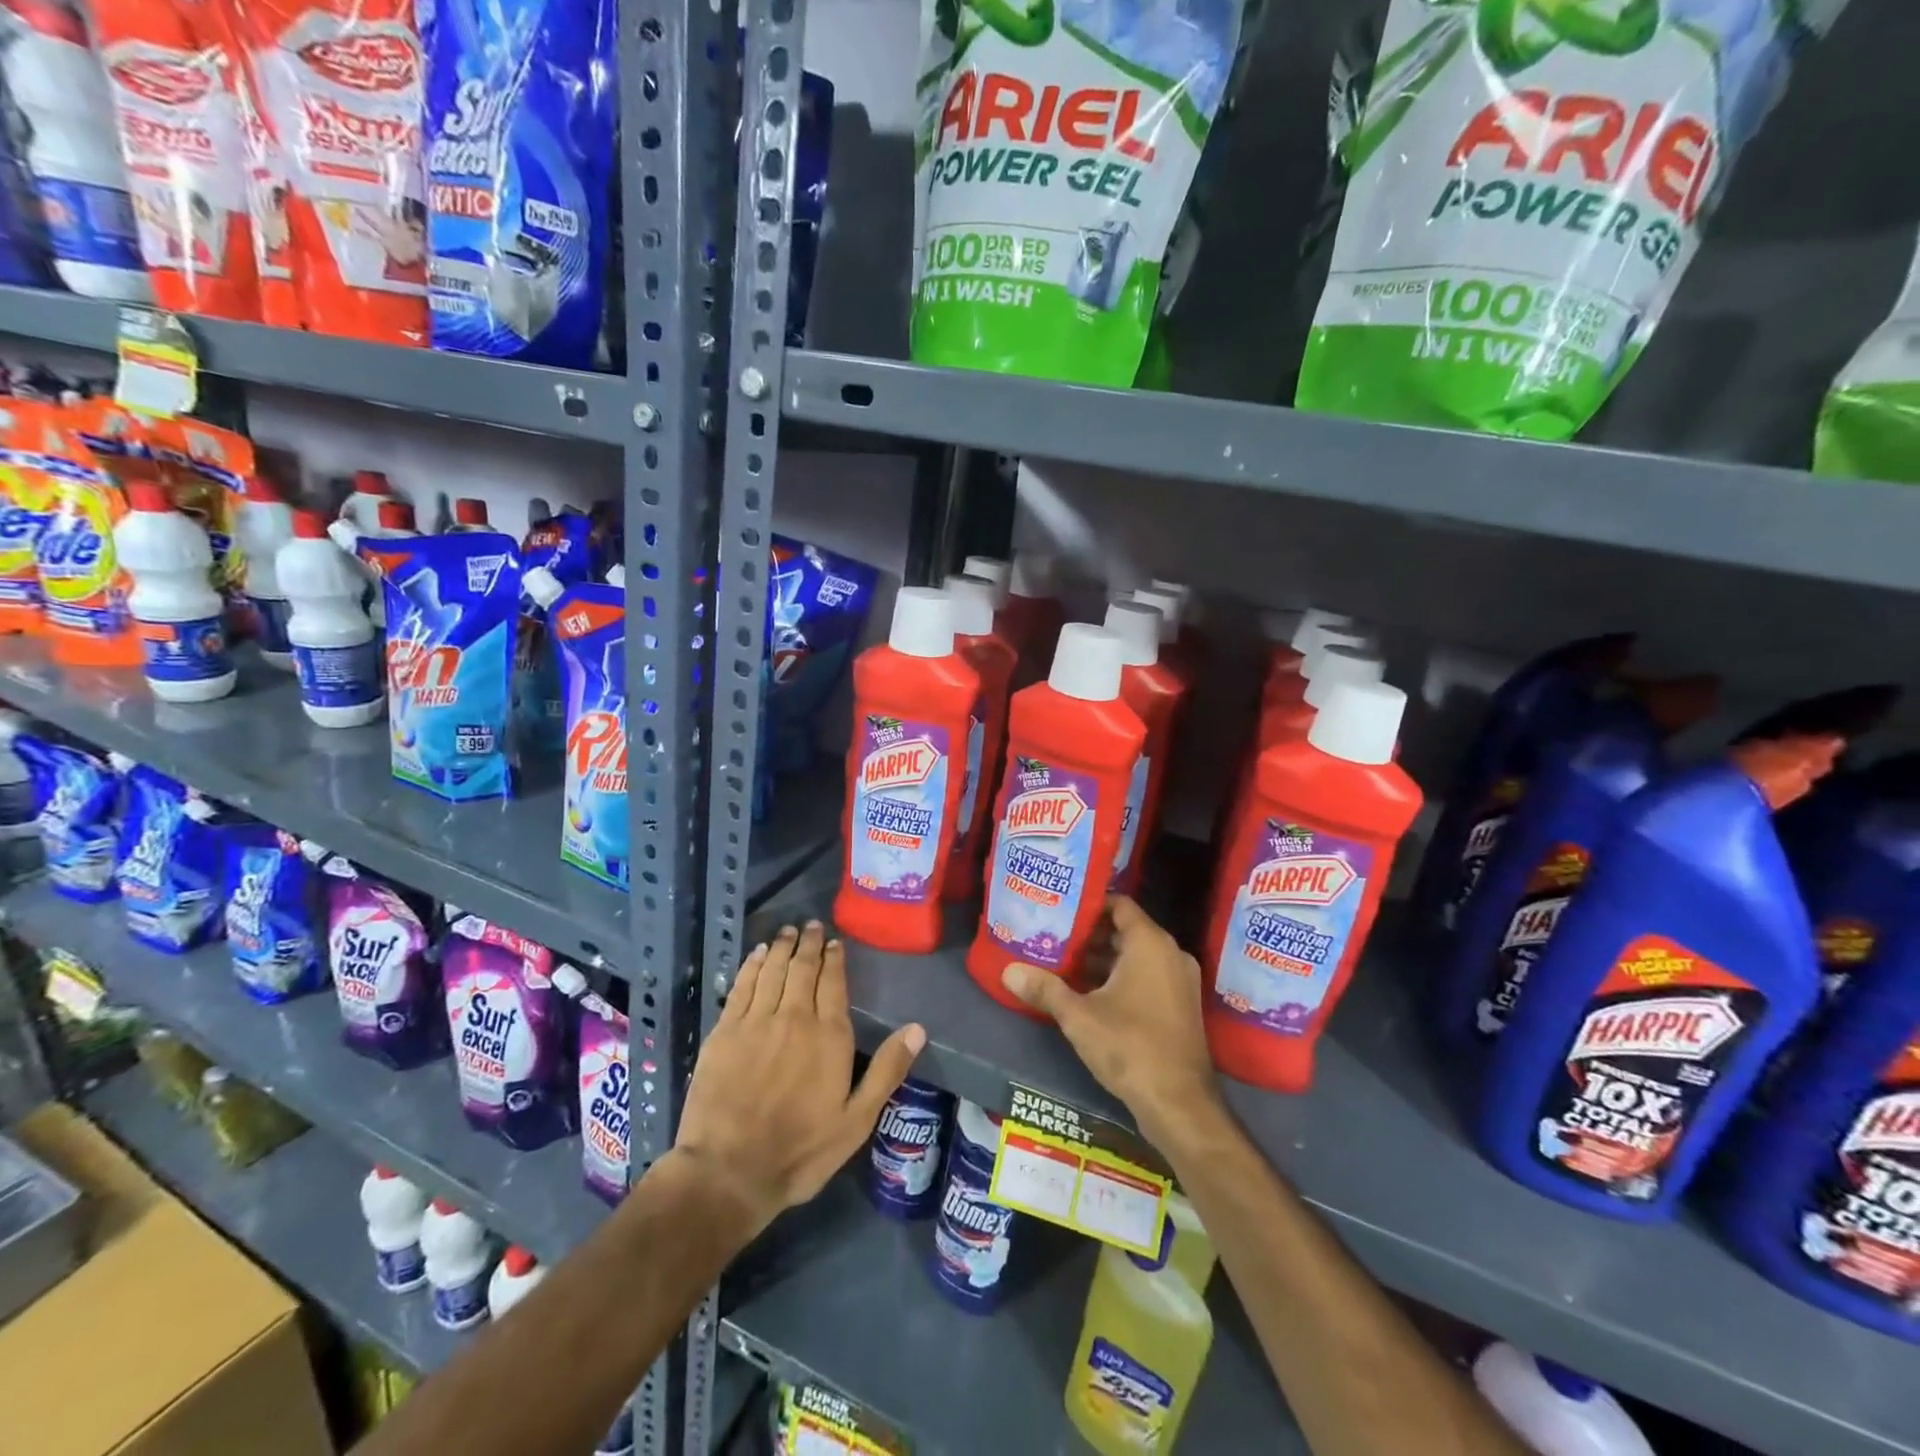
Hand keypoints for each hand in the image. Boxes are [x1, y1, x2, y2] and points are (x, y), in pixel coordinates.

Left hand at [673, 922, 924, 1235]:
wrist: (728, 1172)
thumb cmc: (800, 1151)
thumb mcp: (856, 1120)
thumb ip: (887, 1071)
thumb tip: (918, 1028)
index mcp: (829, 1035)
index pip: (833, 982)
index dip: (835, 958)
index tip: (836, 942)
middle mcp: (794, 1017)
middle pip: (802, 968)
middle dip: (809, 944)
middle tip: (811, 925)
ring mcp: (756, 1021)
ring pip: (772, 970)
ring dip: (781, 947)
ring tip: (788, 931)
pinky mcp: (724, 1031)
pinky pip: (741, 985)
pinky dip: (751, 965)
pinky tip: (756, 954)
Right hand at [1001, 896, 1220, 1145]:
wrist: (1180, 1104)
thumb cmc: (1130, 1046)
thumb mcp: (1079, 1017)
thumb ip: (1045, 989)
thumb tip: (1008, 971)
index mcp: (1150, 944)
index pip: (1119, 904)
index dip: (1089, 903)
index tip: (1059, 908)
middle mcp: (1171, 954)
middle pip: (1125, 930)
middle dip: (1089, 934)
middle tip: (1053, 936)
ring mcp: (1179, 981)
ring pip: (1136, 956)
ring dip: (1102, 959)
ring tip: (1062, 963)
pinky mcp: (1180, 1006)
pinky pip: (1147, 977)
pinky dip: (1120, 978)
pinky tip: (1088, 993)